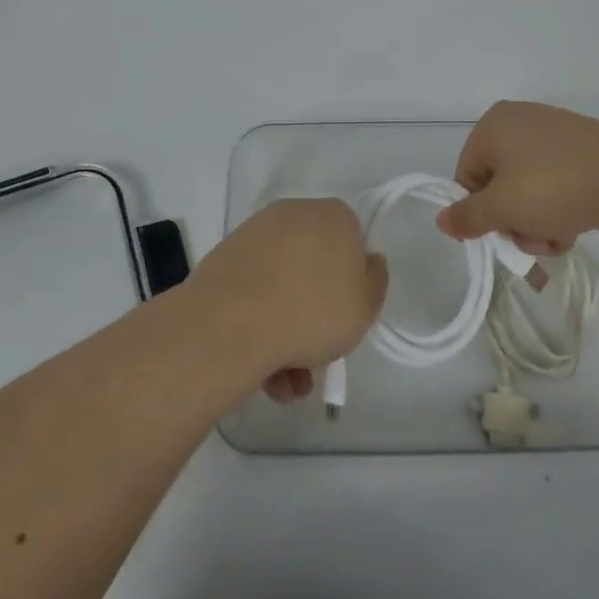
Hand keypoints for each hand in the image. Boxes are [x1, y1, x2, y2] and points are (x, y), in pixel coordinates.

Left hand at [188, 198, 387, 403]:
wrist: (233, 322)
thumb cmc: (314, 310)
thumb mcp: (366, 305)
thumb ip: (374, 282)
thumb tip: (367, 261)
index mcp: (333, 215)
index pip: (352, 242)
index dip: (351, 282)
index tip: (346, 315)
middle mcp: (294, 214)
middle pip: (313, 267)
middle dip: (316, 314)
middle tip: (316, 356)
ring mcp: (255, 234)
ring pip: (282, 286)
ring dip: (288, 334)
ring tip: (286, 384)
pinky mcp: (225, 258)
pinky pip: (253, 293)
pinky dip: (260, 328)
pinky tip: (263, 374)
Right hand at [437, 101, 598, 255]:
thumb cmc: (556, 187)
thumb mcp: (503, 208)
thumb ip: (468, 216)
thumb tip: (442, 220)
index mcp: (493, 124)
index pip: (466, 176)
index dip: (480, 211)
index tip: (501, 233)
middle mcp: (519, 121)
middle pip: (498, 185)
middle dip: (513, 221)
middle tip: (532, 238)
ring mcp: (553, 133)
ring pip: (527, 190)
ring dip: (536, 222)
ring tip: (558, 236)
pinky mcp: (580, 150)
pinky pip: (554, 183)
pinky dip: (558, 208)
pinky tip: (574, 225)